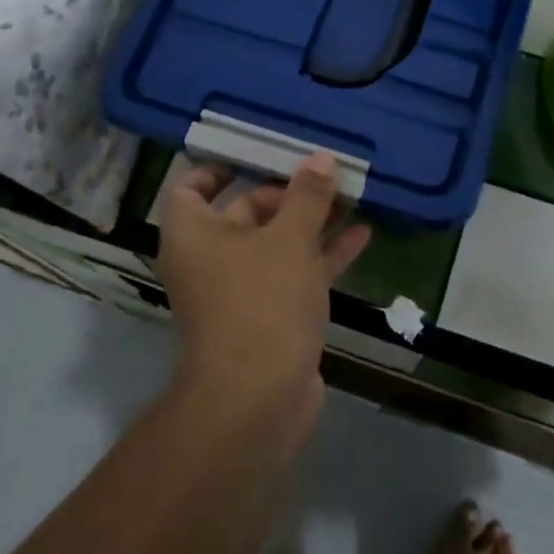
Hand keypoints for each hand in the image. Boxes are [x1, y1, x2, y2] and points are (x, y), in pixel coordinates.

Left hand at [156, 153, 371, 413]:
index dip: (219, 167)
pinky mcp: (270, 316)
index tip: (257, 153)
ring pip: (277, 244)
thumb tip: (321, 159)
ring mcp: (241, 290)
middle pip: (244, 212)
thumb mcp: (289, 240)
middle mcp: (211, 258)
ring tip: (352, 195)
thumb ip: (307, 197)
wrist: (257, 400)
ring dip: (312, 222)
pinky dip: (323, 255)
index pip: (191, 188)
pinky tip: (361, 235)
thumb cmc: (261, 302)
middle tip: (326, 172)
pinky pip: (295, 273)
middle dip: (287, 193)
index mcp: (194, 233)